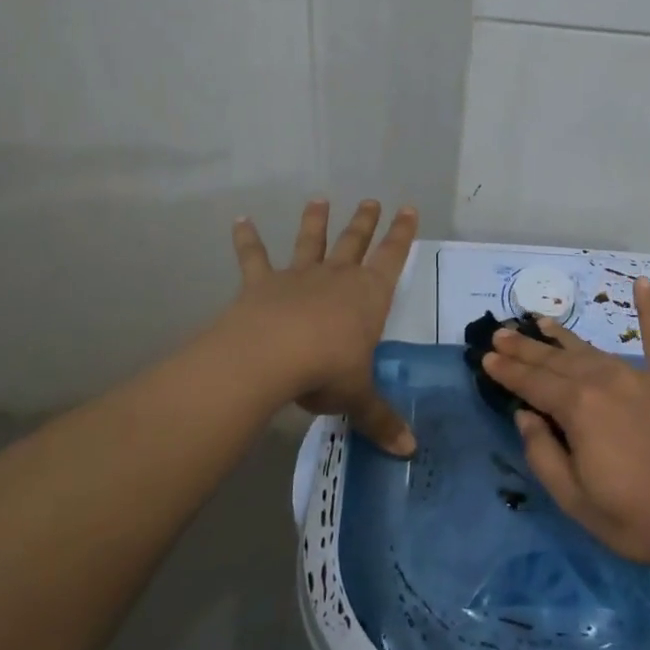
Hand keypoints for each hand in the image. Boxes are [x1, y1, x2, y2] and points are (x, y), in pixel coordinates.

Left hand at [221, 199, 418, 455]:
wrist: (271, 357)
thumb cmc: (326, 370)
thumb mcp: (358, 397)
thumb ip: (381, 420)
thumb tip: (409, 451)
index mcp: (368, 296)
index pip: (392, 257)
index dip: (402, 234)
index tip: (408, 208)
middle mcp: (337, 277)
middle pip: (354, 242)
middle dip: (364, 222)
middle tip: (370, 200)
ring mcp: (298, 276)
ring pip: (310, 241)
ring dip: (315, 221)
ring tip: (318, 199)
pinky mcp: (261, 284)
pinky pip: (254, 257)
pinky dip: (247, 239)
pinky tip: (240, 219)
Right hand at [482, 277, 649, 574]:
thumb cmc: (642, 517)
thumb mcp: (578, 501)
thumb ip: (544, 455)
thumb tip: (525, 417)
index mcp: (578, 408)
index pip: (532, 383)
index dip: (507, 371)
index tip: (486, 357)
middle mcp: (604, 380)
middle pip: (556, 360)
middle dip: (526, 347)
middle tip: (501, 333)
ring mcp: (641, 375)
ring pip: (592, 349)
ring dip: (563, 336)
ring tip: (541, 321)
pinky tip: (642, 284)